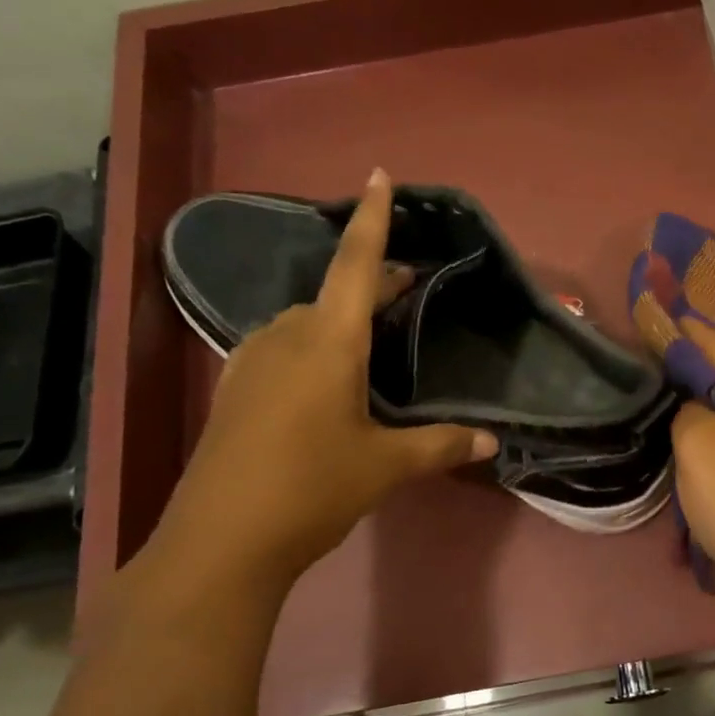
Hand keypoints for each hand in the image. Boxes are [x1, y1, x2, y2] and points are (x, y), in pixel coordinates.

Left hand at [154, 169, 497, 586]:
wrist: (221, 541)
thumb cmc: (312, 488)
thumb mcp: (386, 466)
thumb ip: (441, 446)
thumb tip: (493, 443)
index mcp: (329, 342)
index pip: (357, 266)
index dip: (373, 220)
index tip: (380, 175)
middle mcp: (285, 337)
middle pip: (333, 293)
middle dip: (372, 284)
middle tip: (408, 289)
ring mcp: (251, 361)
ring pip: (304, 321)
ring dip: (339, 318)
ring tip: (371, 339)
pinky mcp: (233, 390)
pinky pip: (280, 347)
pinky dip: (310, 345)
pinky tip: (323, 379)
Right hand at [669, 318, 714, 627]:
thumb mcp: (700, 445)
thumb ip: (687, 411)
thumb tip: (693, 413)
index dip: (683, 333)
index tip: (649, 322)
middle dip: (685, 380)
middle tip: (638, 377)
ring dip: (694, 425)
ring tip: (650, 417)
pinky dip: (708, 459)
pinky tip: (678, 466)